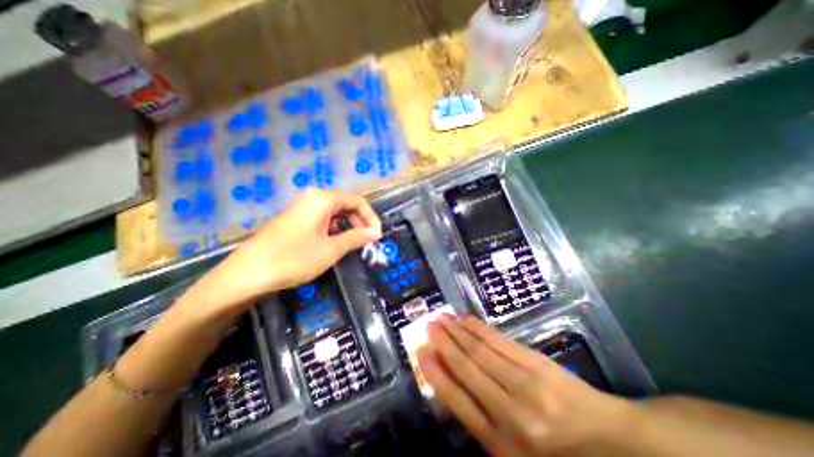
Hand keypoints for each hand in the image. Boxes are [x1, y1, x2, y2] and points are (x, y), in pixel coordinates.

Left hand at [195, 190, 379, 309]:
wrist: (247, 273)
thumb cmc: (294, 258)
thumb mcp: (332, 249)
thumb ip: (357, 237)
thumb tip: (376, 233)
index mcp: (323, 199)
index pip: (357, 200)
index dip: (370, 217)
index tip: (377, 235)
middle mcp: (313, 197)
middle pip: (346, 204)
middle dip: (359, 222)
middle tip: (366, 241)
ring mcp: (302, 207)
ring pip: (334, 212)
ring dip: (347, 226)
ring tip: (351, 245)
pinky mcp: (295, 218)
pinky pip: (322, 218)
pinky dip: (333, 229)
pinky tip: (332, 244)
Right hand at [415, 313, 631, 456]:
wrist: (611, 444)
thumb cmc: (556, 454)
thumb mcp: (514, 454)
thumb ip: (481, 421)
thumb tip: (450, 382)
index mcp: (501, 444)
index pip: (457, 399)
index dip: (436, 373)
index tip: (421, 352)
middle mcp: (509, 412)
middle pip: (467, 367)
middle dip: (444, 343)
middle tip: (428, 325)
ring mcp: (525, 384)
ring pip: (480, 350)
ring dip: (458, 331)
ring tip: (442, 317)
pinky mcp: (537, 364)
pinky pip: (500, 342)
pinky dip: (479, 329)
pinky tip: (466, 319)